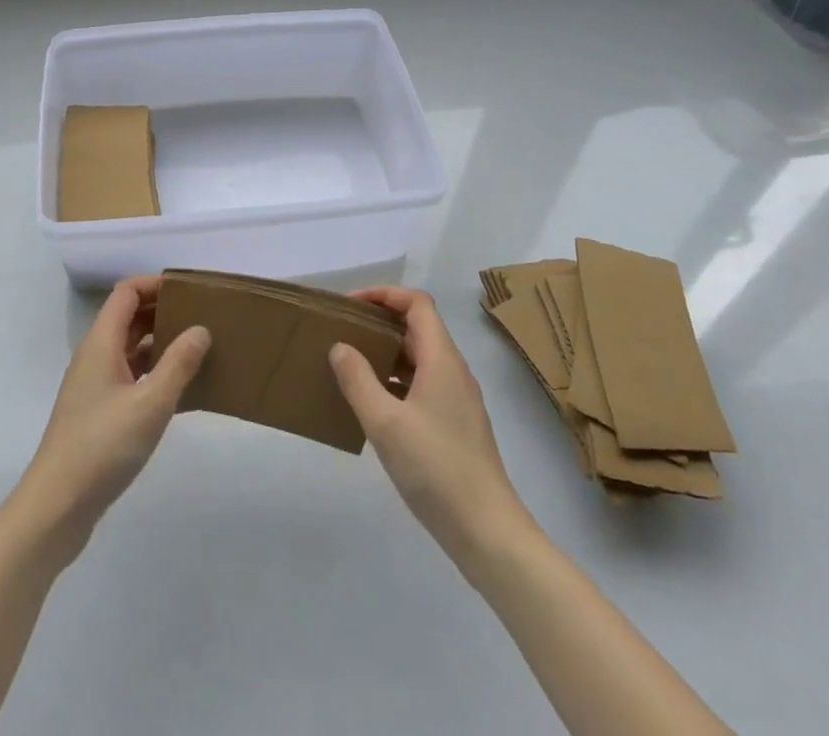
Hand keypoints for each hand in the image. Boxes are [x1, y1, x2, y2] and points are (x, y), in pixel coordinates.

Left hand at [14, 276, 208, 562]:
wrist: (56, 507)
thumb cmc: (102, 446)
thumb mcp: (150, 404)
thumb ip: (178, 364)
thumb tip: (201, 329)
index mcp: (101, 343)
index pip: (126, 292)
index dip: (155, 284)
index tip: (190, 291)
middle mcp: (94, 356)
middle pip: (128, 317)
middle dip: (162, 311)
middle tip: (201, 317)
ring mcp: (93, 385)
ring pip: (129, 349)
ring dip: (159, 343)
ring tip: (197, 350)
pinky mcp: (97, 412)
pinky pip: (129, 376)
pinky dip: (152, 373)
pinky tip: (179, 391)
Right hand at [331, 286, 531, 565]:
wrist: (488, 533)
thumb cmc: (436, 469)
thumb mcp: (385, 423)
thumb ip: (358, 380)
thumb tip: (340, 346)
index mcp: (442, 359)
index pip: (417, 303)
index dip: (384, 294)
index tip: (350, 305)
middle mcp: (454, 371)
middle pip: (419, 327)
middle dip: (381, 322)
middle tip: (344, 332)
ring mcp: (459, 400)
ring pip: (421, 358)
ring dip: (388, 353)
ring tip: (352, 365)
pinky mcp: (457, 427)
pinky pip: (424, 385)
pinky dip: (397, 381)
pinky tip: (374, 406)